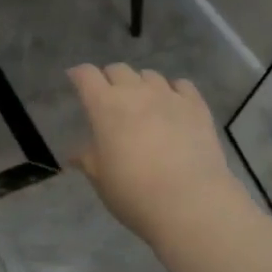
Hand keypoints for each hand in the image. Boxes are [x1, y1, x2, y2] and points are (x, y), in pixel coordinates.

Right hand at [68, 64, 250, 244]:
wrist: (189, 202)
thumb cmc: (134, 193)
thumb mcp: (101, 180)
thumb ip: (88, 160)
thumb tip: (74, 154)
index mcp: (105, 106)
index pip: (87, 76)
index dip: (79, 75)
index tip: (76, 80)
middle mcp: (136, 92)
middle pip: (118, 70)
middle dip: (110, 79)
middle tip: (109, 97)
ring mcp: (169, 96)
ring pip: (150, 75)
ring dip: (141, 85)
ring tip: (143, 103)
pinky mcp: (197, 106)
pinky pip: (182, 85)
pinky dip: (173, 90)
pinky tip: (174, 105)